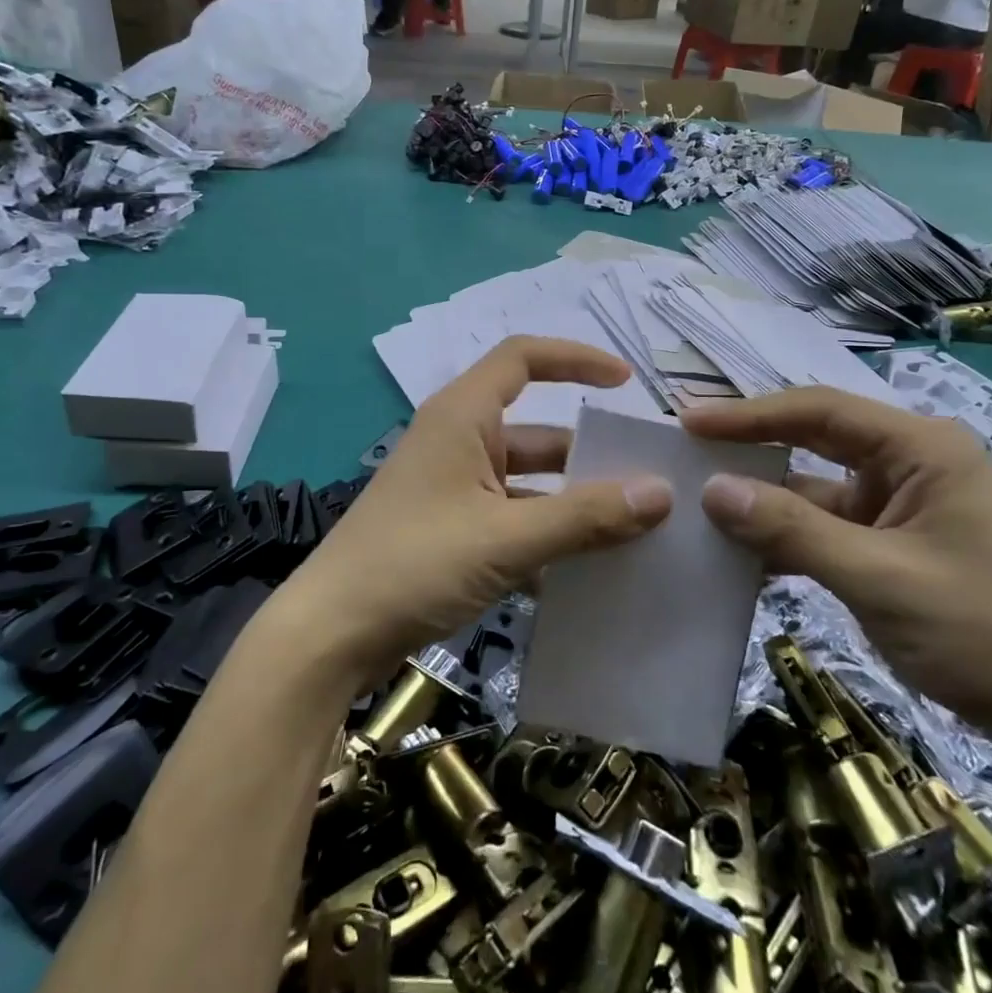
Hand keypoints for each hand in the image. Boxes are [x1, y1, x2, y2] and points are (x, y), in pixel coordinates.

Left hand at [278, 337, 673, 681]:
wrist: (330, 635)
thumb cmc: (414, 565)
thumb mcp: (507, 539)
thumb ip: (585, 517)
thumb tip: (661, 493)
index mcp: (462, 417)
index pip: (522, 357)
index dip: (575, 359)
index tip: (625, 383)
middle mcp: (457, 441)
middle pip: (535, 430)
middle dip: (587, 452)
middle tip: (645, 477)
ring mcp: (451, 488)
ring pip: (526, 481)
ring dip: (570, 502)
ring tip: (631, 528)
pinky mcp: (448, 529)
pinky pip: (510, 518)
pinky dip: (544, 535)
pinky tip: (584, 571)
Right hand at [682, 388, 991, 751]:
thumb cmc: (983, 633)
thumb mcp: (878, 578)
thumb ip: (792, 530)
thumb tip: (712, 491)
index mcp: (920, 448)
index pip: (819, 411)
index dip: (749, 415)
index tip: (689, 420)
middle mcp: (906, 462)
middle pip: (811, 439)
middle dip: (749, 446)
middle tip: (684, 448)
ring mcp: (895, 503)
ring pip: (810, 486)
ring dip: (760, 497)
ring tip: (695, 499)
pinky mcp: (886, 541)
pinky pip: (820, 525)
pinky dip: (781, 535)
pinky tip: (735, 549)